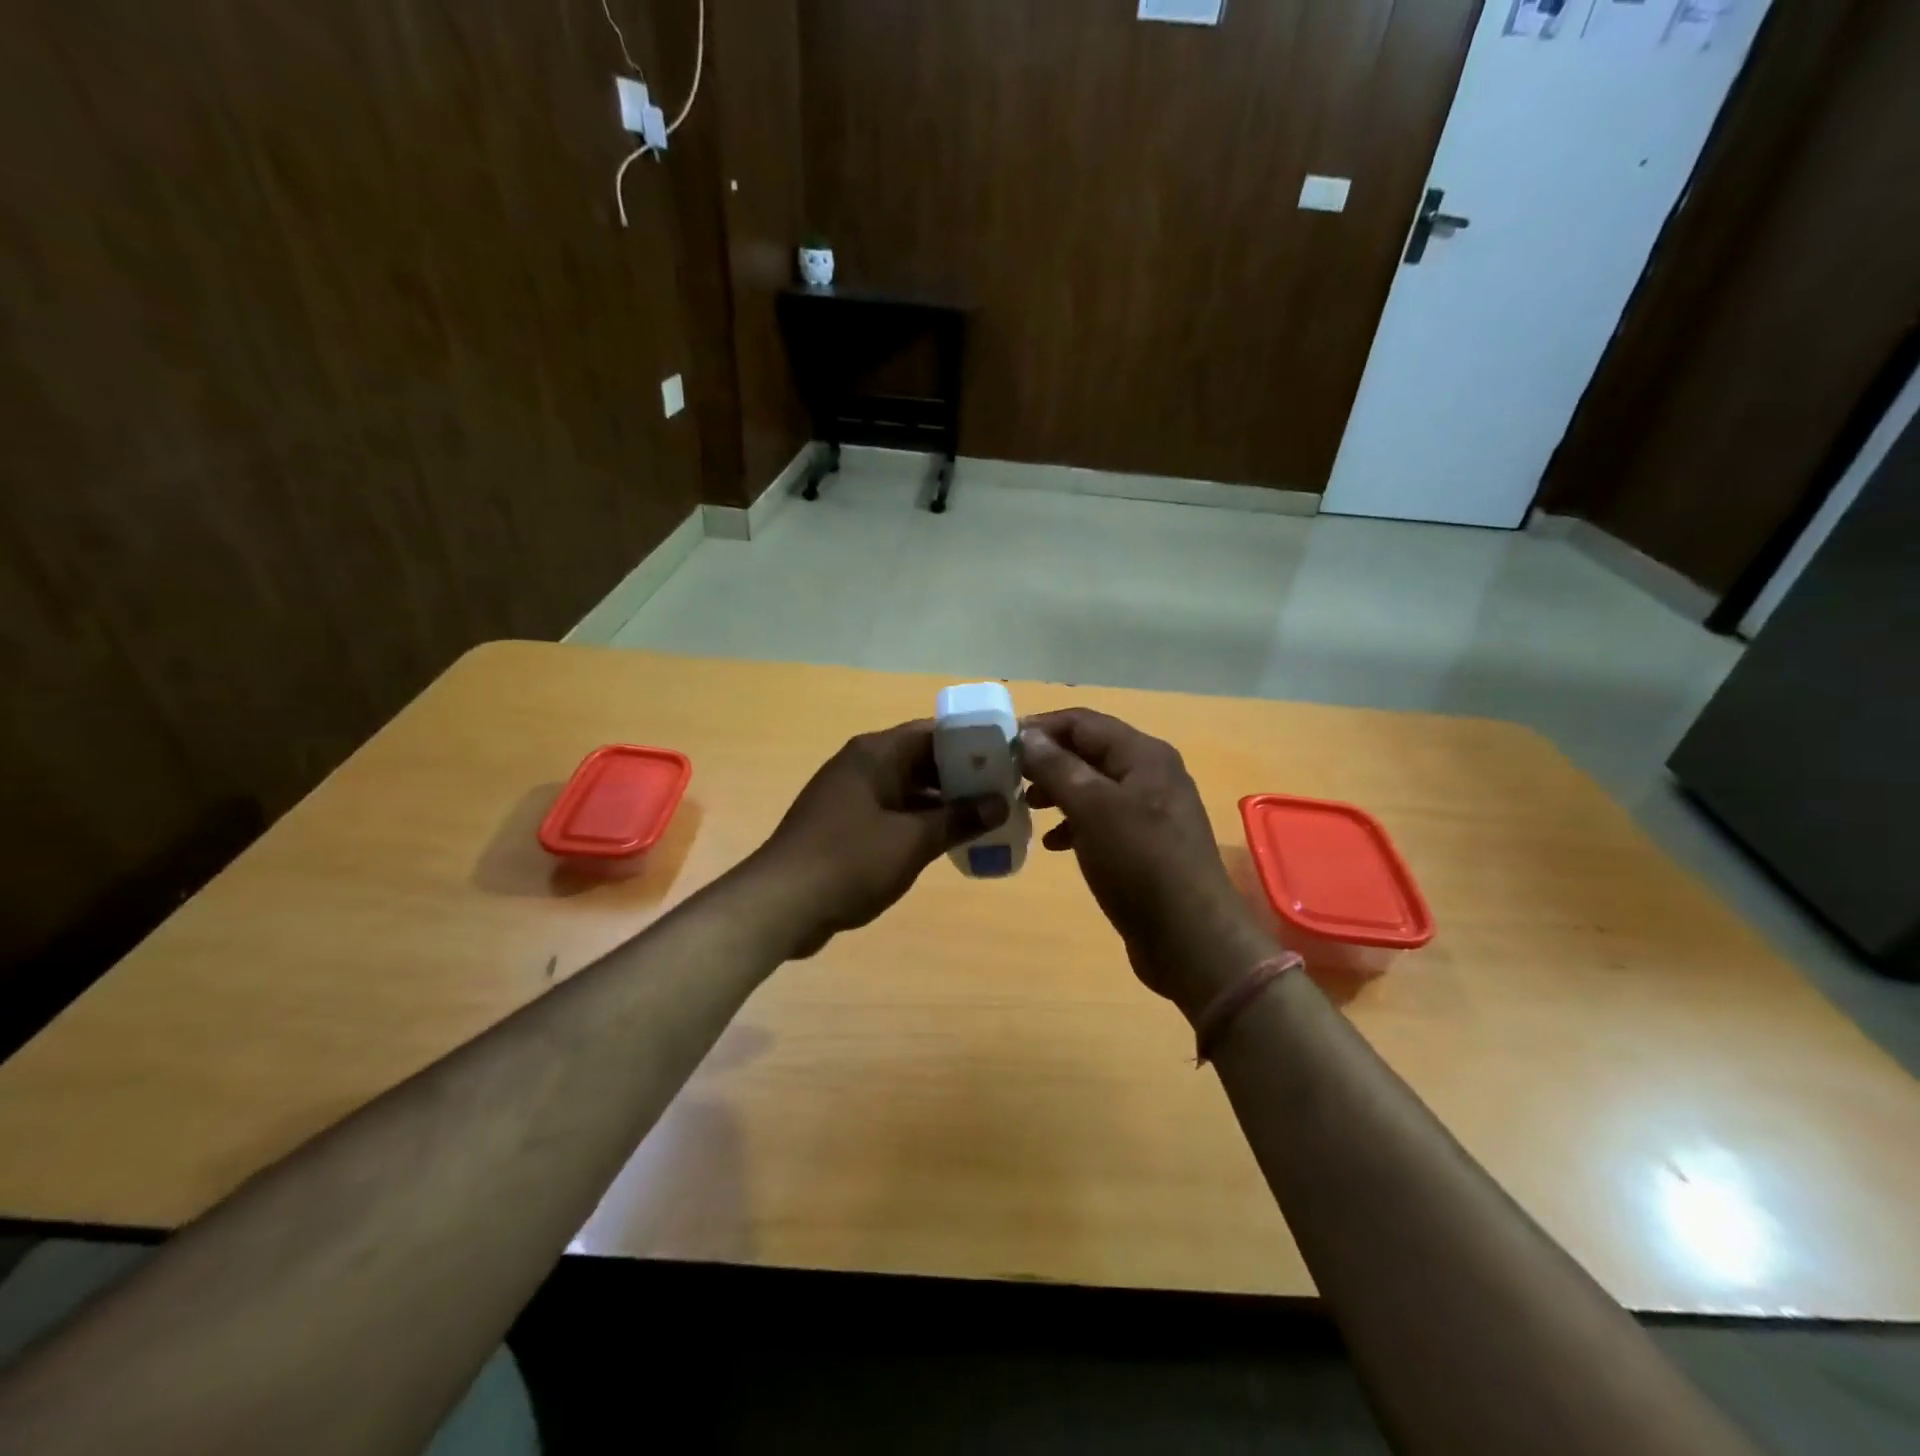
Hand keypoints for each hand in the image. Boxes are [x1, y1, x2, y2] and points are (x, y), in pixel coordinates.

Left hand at [748, 720, 1008, 958]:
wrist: (781, 903)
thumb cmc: (850, 861)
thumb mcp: (913, 841)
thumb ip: (958, 819)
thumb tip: (999, 802)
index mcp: (875, 754)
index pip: (932, 733)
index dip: (971, 743)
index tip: (1005, 759)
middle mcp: (861, 765)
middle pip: (920, 759)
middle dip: (960, 776)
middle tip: (1002, 792)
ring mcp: (850, 795)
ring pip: (906, 788)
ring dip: (940, 802)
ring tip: (983, 817)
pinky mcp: (843, 824)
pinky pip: (891, 812)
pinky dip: (917, 821)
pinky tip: (945, 841)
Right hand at [1021, 709, 1274, 1014]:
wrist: (1190, 938)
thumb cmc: (1140, 863)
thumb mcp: (1093, 809)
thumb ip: (1058, 767)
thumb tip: (1027, 735)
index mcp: (1143, 755)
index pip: (1082, 722)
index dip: (1040, 728)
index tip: (1000, 745)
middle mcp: (1150, 774)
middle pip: (1088, 751)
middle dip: (1047, 761)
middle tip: (1008, 778)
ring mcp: (1150, 810)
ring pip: (1093, 786)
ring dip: (1058, 792)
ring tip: (1026, 808)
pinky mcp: (1145, 844)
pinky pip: (1102, 819)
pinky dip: (1075, 823)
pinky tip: (1054, 844)